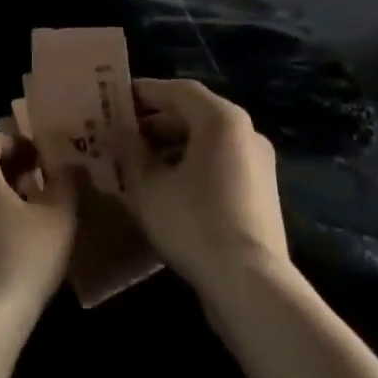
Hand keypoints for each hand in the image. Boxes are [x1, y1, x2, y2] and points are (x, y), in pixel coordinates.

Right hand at [126, 79, 288, 299]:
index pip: (178, 90)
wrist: (252, 287)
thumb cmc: (195, 223)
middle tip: (123, 134)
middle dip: (156, 123)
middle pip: (194, 114)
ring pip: (207, 143)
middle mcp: (246, 132)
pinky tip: (165, 190)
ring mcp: (258, 164)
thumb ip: (131, 152)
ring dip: (171, 147)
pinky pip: (219, 166)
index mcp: (221, 119)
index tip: (116, 99)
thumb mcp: (149, 186)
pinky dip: (191, 167)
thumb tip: (121, 134)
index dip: (146, 92)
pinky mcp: (261, 194)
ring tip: (138, 164)